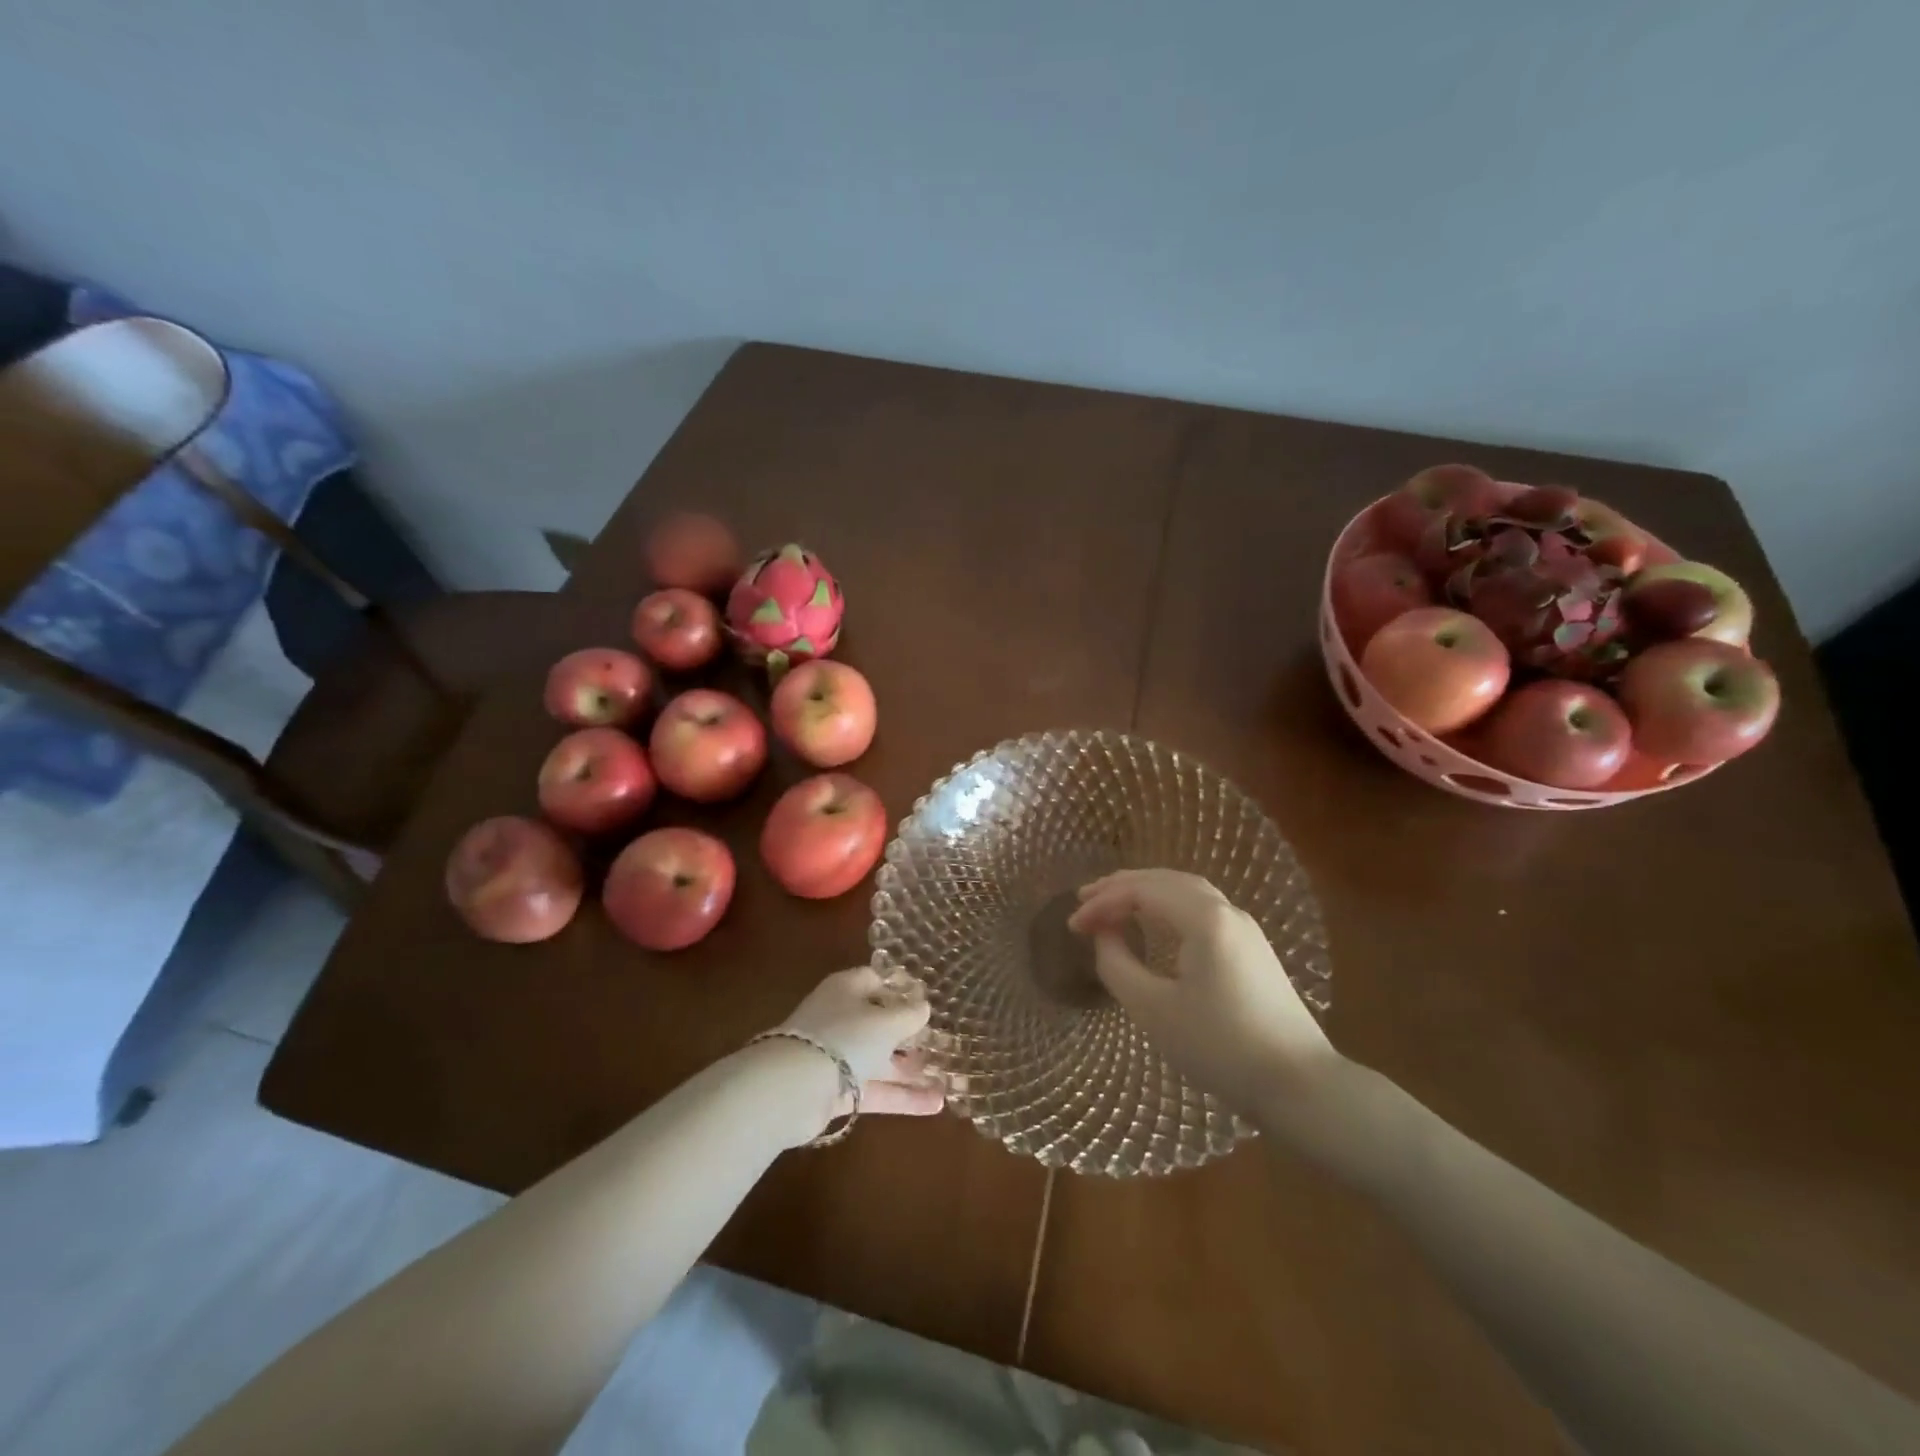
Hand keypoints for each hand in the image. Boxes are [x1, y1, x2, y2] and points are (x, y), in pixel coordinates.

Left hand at [775, 967, 945, 1138]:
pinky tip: (935, 1104)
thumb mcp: (886, 1022)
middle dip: (910, 1035)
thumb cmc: (846, 1037)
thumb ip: (909, 1014)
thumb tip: (924, 1007)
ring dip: (911, 1070)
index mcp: (847, 990)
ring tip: (947, 1079)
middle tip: (942, 1044)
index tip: (927, 1001)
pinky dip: (902, 1096)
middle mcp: (841, 1018)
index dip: (901, 989)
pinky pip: (875, 1089)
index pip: (876, 980)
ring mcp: (837, 1056)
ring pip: (879, 1060)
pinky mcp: (837, 1091)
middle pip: (879, 1023)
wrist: (794, 1088)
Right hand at [1069, 869, 1340, 1121]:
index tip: (1072, 926)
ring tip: (1112, 903)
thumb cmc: (1220, 1048)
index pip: (1142, 892)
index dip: (1102, 903)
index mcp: (1205, 919)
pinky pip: (1201, 907)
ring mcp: (1245, 928)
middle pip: (1166, 880)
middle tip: (1085, 899)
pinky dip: (1167, 905)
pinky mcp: (1252, 947)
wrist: (1299, 1085)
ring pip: (1186, 890)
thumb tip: (1104, 936)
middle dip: (1121, 886)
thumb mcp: (1154, 1010)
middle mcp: (1227, 911)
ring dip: (1146, 891)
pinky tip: (1154, 921)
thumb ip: (1117, 965)